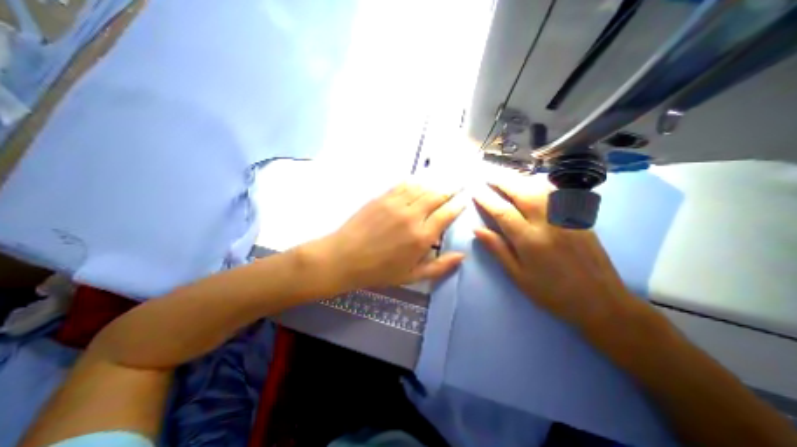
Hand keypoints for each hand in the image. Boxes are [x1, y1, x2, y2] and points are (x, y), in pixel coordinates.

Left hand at [314, 182, 467, 291]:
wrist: (345, 258)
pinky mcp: (382, 197)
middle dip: (451, 188)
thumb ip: (439, 267)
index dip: (458, 205)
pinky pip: (403, 185)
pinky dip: (415, 181)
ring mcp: (396, 204)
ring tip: (444, 179)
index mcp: (422, 236)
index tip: (465, 199)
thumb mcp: (412, 276)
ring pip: (422, 187)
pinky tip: (420, 180)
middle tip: (460, 183)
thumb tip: (462, 255)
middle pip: (437, 195)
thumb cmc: (379, 271)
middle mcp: (412, 216)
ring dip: (435, 183)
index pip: (447, 214)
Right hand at [472, 181, 645, 331]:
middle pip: (522, 193)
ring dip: (520, 179)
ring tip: (506, 176)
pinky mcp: (578, 218)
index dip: (486, 199)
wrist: (600, 301)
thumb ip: (497, 249)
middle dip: (502, 181)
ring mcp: (566, 218)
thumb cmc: (551, 292)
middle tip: (488, 175)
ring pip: (540, 188)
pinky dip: (540, 183)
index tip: (475, 191)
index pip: (503, 212)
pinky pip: (557, 193)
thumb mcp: (518, 275)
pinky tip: (532, 182)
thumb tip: (476, 229)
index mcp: (530, 241)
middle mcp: (548, 223)